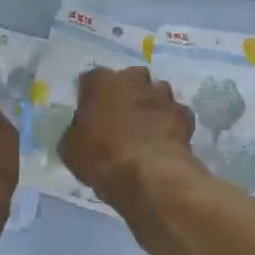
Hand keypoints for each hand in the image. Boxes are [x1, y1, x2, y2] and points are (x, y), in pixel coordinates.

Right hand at [60, 66, 198, 210]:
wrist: (149, 176)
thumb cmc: (101, 157)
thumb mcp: (70, 148)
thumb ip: (76, 131)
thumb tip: (80, 131)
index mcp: (101, 81)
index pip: (91, 80)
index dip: (90, 97)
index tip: (90, 115)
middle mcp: (133, 78)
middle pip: (129, 78)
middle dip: (126, 93)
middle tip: (120, 118)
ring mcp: (162, 94)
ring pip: (156, 92)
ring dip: (151, 104)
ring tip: (146, 129)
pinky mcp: (184, 113)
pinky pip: (175, 113)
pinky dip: (171, 123)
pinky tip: (165, 140)